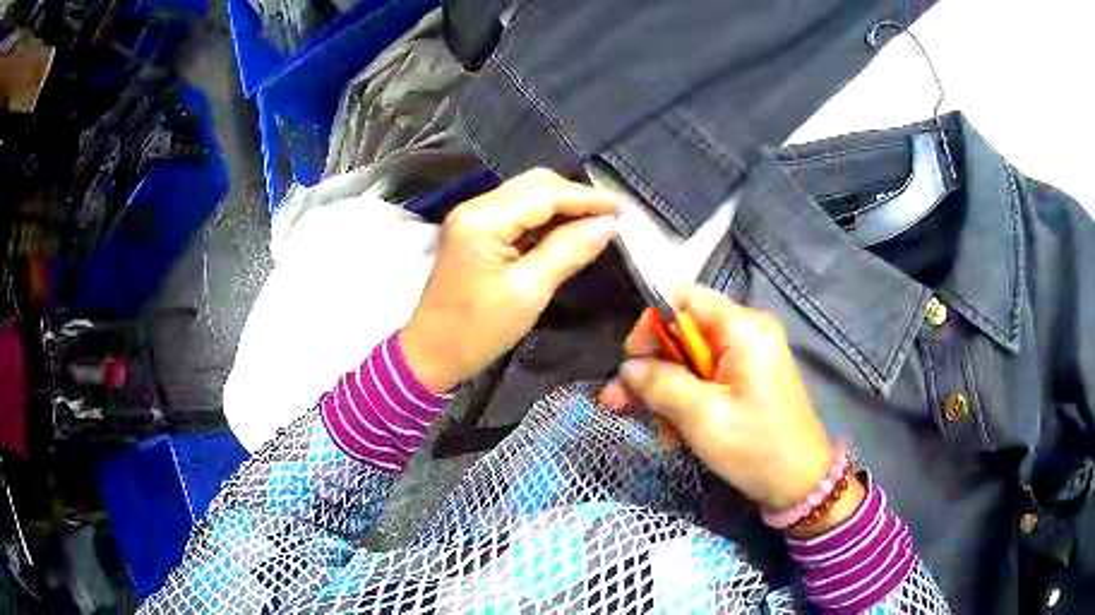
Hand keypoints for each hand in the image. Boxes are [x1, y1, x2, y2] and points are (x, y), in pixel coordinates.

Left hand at [402, 169, 619, 393]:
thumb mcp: (530, 292)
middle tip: (611, 216)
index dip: (587, 198)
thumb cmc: (478, 331)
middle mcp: (475, 207)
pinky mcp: (473, 230)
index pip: (545, 194)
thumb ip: (569, 250)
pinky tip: (566, 230)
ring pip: (526, 194)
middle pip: (535, 184)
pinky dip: (544, 217)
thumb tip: (608, 224)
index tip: (624, 209)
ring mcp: (471, 217)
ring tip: (596, 222)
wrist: (431, 354)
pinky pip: (516, 211)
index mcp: (483, 220)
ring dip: (562, 205)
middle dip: (576, 196)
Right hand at [600, 285, 848, 518]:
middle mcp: (747, 333)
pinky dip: (687, 403)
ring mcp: (749, 358)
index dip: (653, 326)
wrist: (800, 483)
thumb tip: (629, 367)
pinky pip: (707, 380)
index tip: (634, 363)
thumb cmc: (756, 447)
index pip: (685, 300)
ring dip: (667, 394)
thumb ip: (662, 385)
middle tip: (620, 401)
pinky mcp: (748, 380)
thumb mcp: (703, 418)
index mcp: (743, 329)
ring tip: (656, 431)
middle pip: (684, 334)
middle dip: (653, 369)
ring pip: (691, 362)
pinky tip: (676, 435)